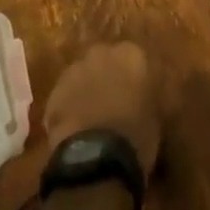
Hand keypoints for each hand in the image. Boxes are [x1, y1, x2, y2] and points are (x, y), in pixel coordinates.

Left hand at [43, 42, 161, 173]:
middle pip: (104, 60)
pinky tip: (76, 127)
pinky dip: (70, 106)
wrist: (97, 157)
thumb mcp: (156, 112)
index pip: (134, 57)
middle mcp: (101, 53)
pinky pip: (65, 95)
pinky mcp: (53, 92)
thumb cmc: (137, 134)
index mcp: (131, 54)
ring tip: (92, 116)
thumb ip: (148, 93)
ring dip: (87, 89)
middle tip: (114, 100)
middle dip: (108, 76)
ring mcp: (74, 70)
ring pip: (82, 75)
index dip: (134, 76)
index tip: (137, 92)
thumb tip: (142, 94)